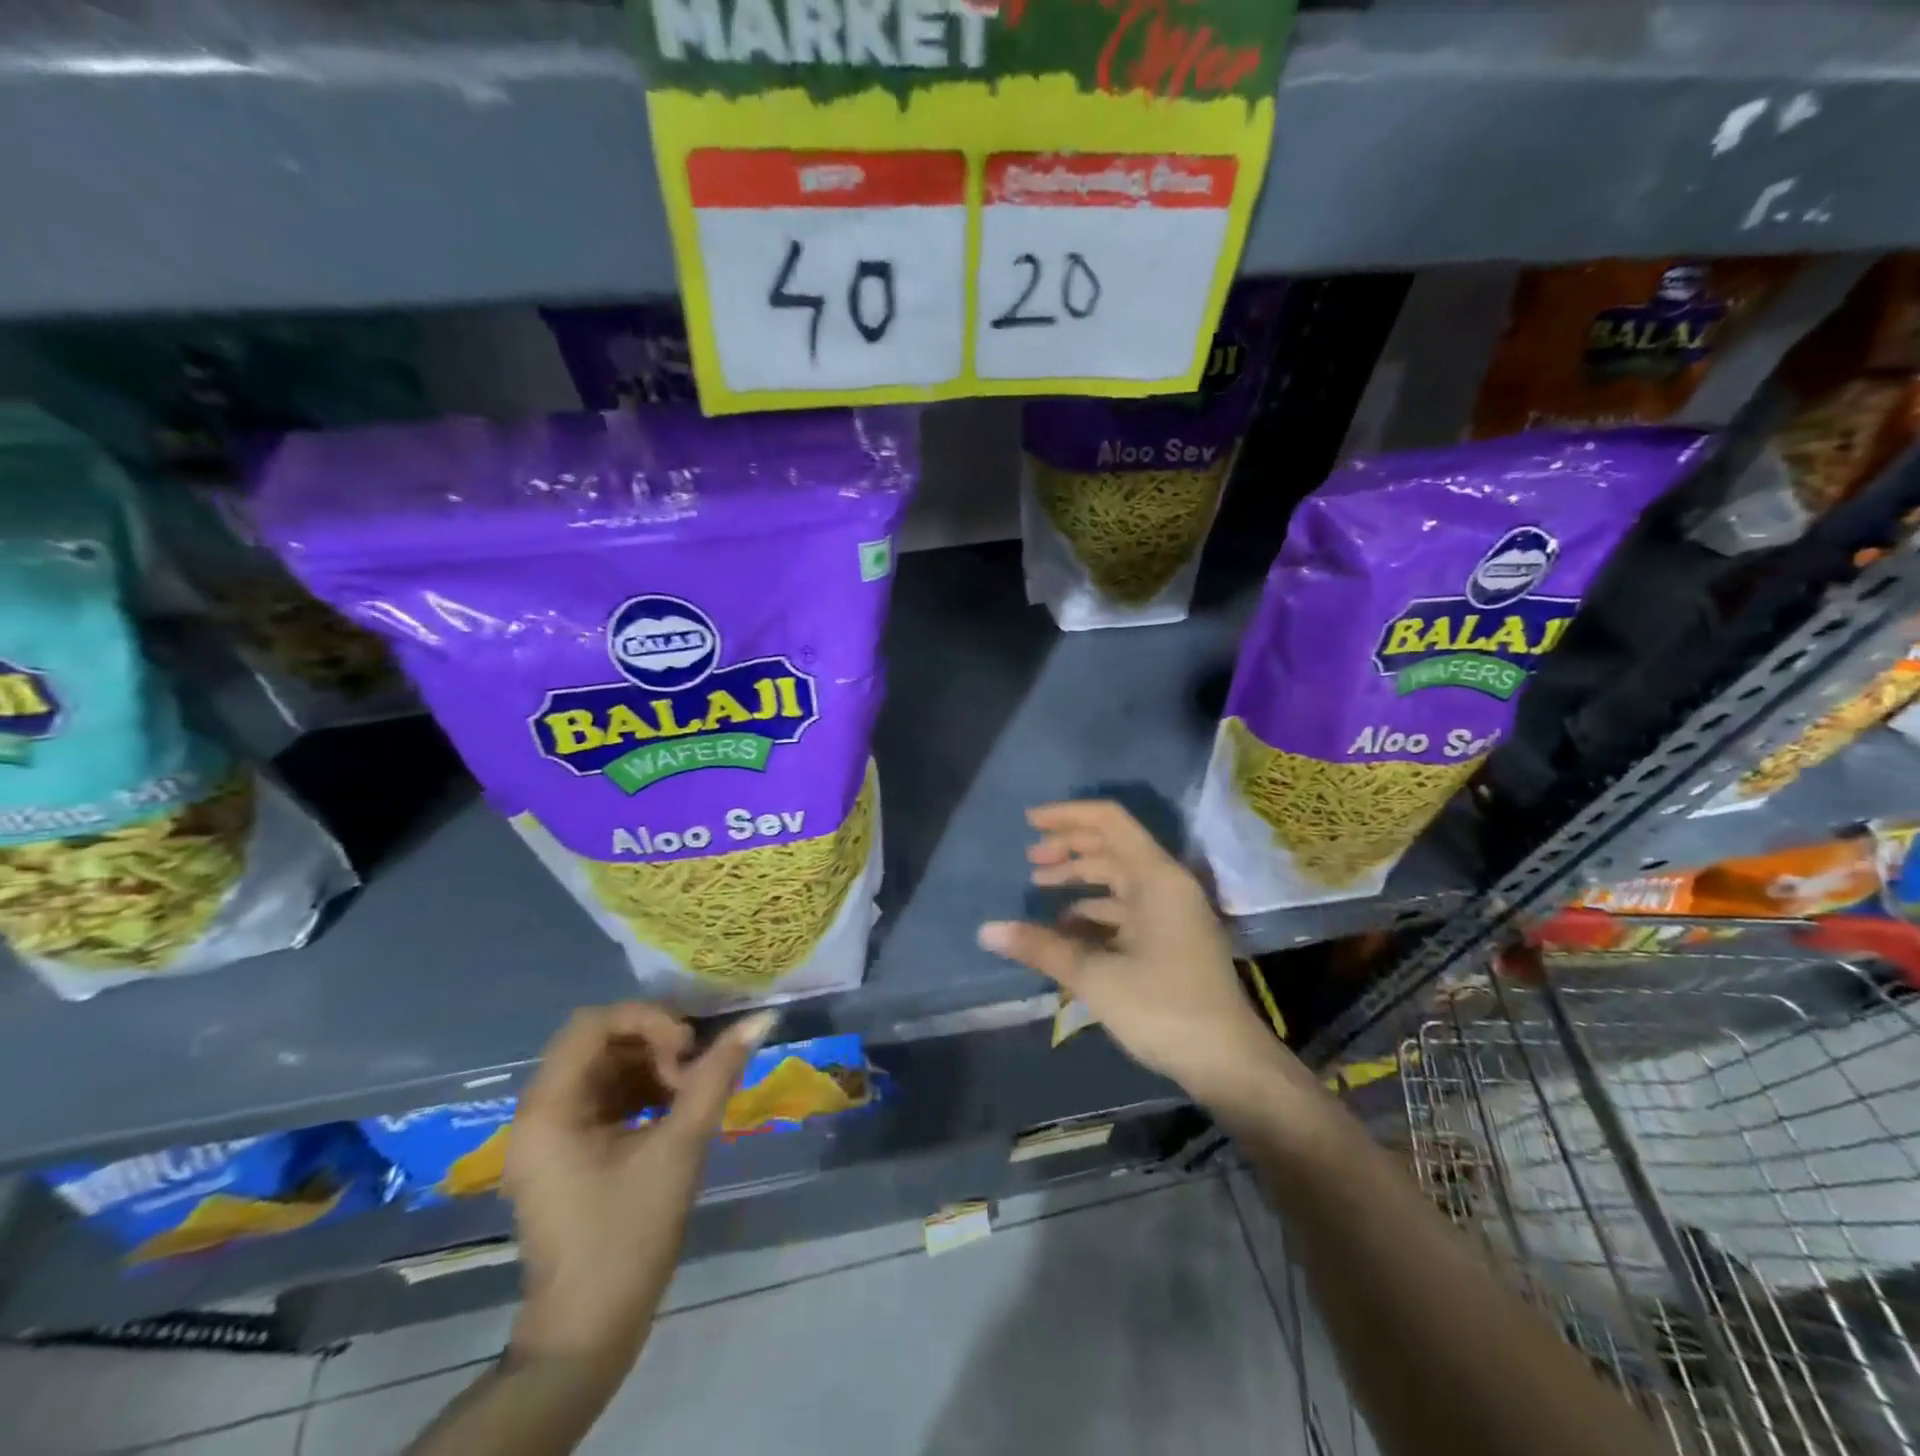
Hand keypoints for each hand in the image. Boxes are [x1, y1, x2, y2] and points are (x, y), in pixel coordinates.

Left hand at [505, 1003, 775, 1365]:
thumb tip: (760, 1019)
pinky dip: (642, 1092)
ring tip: (690, 1091)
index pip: (593, 1024)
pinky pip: (605, 1098)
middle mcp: (539, 1112)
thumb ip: (717, 1076)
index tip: (687, 1048)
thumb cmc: (628, 1237)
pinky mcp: (567, 1153)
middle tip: (692, 1069)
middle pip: (598, 1042)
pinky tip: (676, 1110)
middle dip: (652, 1044)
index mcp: (549, 1108)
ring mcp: (550, 1135)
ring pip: (605, 1068)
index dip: (647, 1020)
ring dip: (651, 1067)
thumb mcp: (680, 1147)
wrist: (588, 1334)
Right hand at [977, 801, 1311, 1108]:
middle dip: (1068, 848)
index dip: (1067, 816)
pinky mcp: (1171, 937)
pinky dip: (1094, 910)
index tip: (1029, 822)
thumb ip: (1041, 947)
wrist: (1227, 1062)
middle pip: (1112, 847)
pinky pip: (1126, 908)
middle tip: (1029, 860)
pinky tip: (1066, 928)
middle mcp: (1166, 884)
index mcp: (1156, 877)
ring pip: (1118, 878)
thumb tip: (986, 931)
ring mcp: (1171, 911)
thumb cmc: (1163, 1007)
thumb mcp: (1095, 976)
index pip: (1109, 821)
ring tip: (1039, 889)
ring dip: (1079, 879)